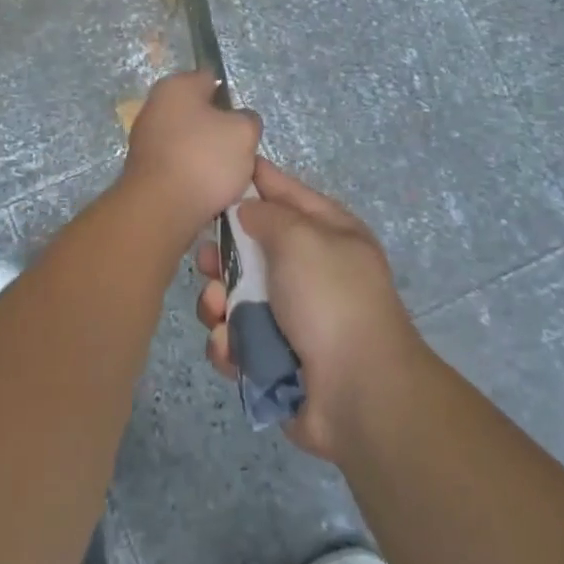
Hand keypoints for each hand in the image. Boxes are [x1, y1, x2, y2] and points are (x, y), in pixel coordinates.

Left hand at [118, 70, 261, 246]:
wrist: (159, 209)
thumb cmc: (204, 159)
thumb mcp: (244, 131)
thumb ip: (248, 118)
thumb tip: (238, 122)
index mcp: (176, 85)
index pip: (210, 79)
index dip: (231, 99)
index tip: (243, 124)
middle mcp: (154, 105)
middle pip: (199, 112)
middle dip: (218, 131)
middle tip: (238, 153)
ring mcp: (145, 137)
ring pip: (189, 141)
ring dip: (206, 156)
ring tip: (224, 178)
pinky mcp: (143, 168)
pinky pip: (177, 164)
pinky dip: (191, 174)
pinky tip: (204, 191)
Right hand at [194, 158, 420, 461]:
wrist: (359, 393)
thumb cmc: (330, 299)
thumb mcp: (301, 237)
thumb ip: (267, 213)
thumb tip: (247, 209)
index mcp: (329, 233)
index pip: (287, 193)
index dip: (255, 181)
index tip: (218, 170)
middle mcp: (311, 271)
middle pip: (253, 248)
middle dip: (223, 254)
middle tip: (205, 260)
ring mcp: (293, 318)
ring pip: (236, 297)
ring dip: (217, 302)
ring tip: (215, 309)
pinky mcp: (274, 359)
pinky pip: (237, 341)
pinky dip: (228, 344)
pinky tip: (229, 347)